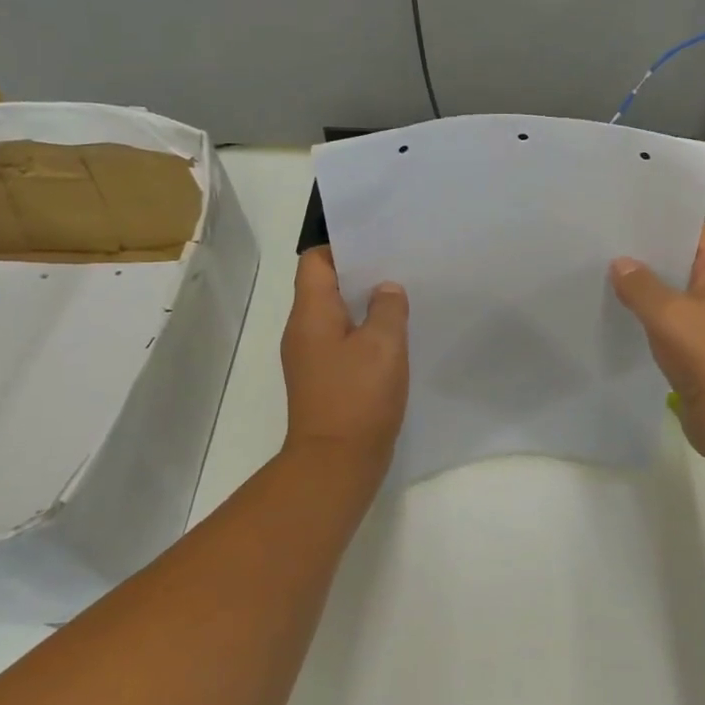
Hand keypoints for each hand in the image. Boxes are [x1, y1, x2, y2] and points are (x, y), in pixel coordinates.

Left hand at [281, 248, 409, 476]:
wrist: (336, 462)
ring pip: (336, 316)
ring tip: (401, 297)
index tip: (377, 242)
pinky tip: (393, 339)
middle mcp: (303, 331)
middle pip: (325, 286)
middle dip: (360, 273)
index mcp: (311, 313)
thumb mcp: (383, 344)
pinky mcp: (324, 380)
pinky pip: (343, 342)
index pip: (315, 261)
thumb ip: (387, 308)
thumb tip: (385, 290)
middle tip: (398, 265)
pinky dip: (364, 333)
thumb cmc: (358, 396)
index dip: (342, 246)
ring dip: (364, 305)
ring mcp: (311, 358)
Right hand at [610, 223, 704, 461]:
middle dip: (647, 253)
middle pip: (682, 259)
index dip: (660, 220)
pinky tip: (619, 308)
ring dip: (646, 285)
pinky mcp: (702, 345)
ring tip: (604, 269)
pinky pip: (672, 319)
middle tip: (605, 240)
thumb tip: (620, 264)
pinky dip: (650, 313)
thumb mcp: (669, 314)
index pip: (693, 231)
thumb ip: (641, 285)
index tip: (624, 212)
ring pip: (675, 291)